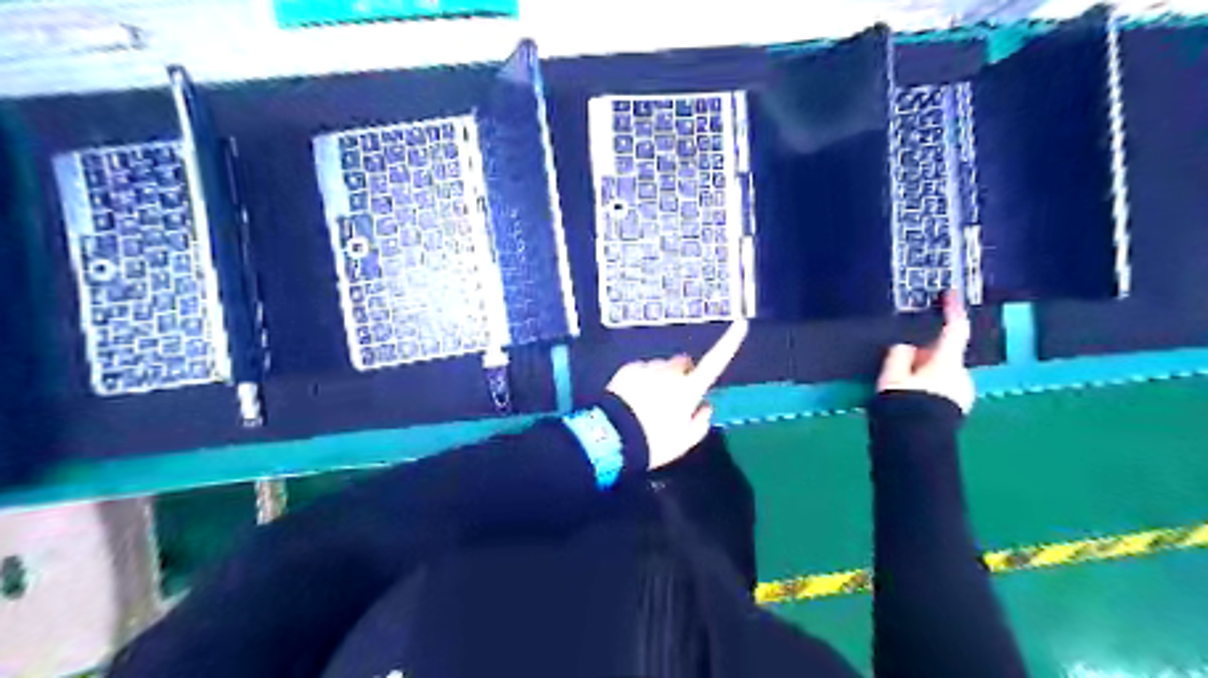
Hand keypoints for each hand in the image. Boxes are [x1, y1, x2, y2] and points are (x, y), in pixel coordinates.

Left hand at [609, 322, 752, 467]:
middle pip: (683, 364)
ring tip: (646, 405)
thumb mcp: (683, 442)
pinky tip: (631, 400)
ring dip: (659, 379)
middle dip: (681, 374)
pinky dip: (640, 381)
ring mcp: (648, 368)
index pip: (716, 362)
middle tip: (672, 400)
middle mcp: (670, 372)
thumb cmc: (653, 443)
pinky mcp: (629, 369)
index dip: (730, 342)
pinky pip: (641, 370)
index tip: (740, 324)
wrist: (613, 437)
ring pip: (660, 368)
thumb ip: (700, 423)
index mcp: (689, 389)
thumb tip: (705, 407)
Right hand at [874, 291, 974, 411]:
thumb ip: (899, 355)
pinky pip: (941, 390)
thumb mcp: (891, 376)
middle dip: (923, 356)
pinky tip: (909, 401)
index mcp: (947, 362)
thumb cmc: (904, 405)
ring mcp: (962, 394)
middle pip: (942, 356)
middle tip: (897, 365)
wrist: (916, 444)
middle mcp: (962, 375)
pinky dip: (927, 389)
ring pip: (940, 374)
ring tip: (898, 389)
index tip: (951, 294)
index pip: (954, 330)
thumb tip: (905, 348)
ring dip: (923, 375)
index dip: (952, 310)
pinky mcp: (958, 410)